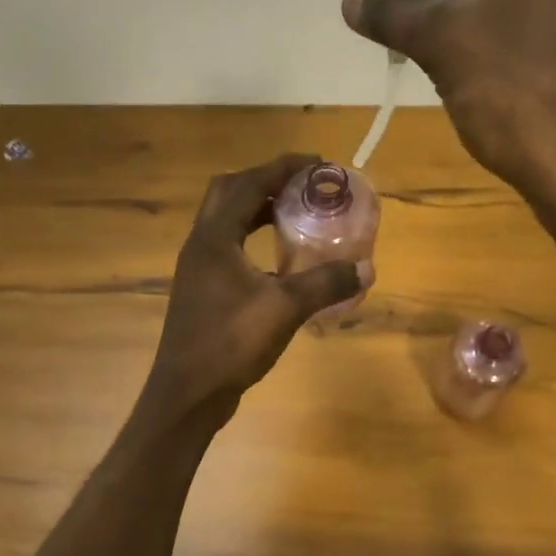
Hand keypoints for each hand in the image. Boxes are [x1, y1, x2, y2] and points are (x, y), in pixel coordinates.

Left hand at [144, 154, 366, 420]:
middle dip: (266, 181)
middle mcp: (200, 244)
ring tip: (295, 213)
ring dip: (257, 209)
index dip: (282, 168)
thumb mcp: (285, 309)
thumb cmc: (230, 343)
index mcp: (214, 238)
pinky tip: (278, 260)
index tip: (317, 163)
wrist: (188, 392)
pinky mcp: (202, 290)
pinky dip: (252, 238)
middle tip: (303, 186)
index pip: (247, 183)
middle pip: (229, 193)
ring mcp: (197, 269)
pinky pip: (227, 247)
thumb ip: (326, 283)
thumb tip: (367, 267)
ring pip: (226, 221)